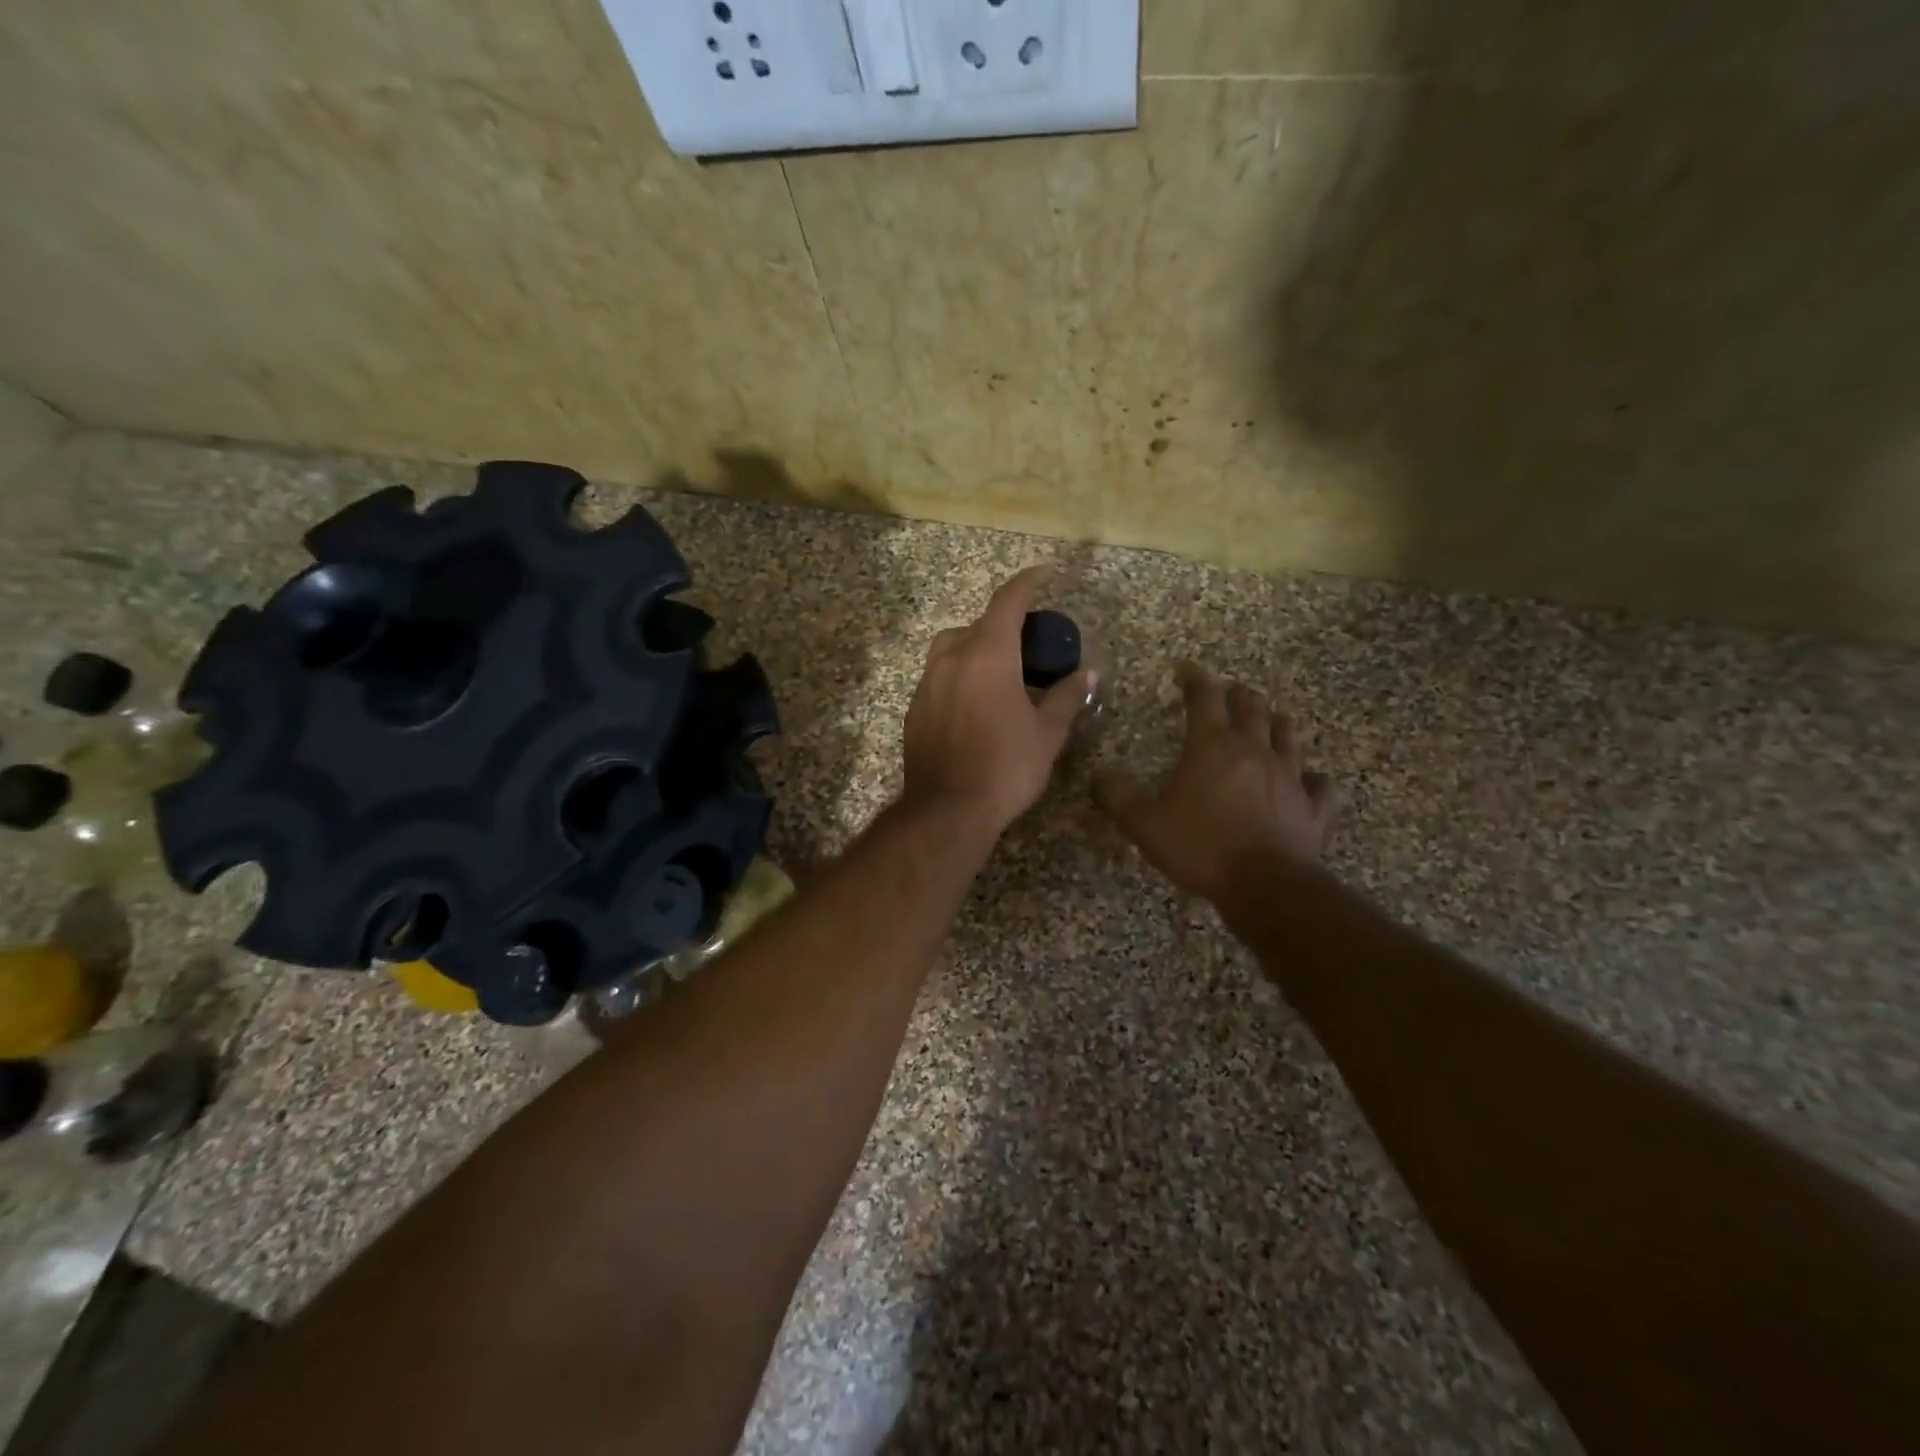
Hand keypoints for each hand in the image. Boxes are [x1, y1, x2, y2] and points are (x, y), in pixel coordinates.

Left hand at [901, 566, 1094, 835]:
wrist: (947, 810)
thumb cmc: (1005, 768)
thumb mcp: (1047, 734)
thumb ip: (1067, 696)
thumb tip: (1089, 672)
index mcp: (988, 654)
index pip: (1008, 601)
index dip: (1028, 582)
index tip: (1046, 574)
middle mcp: (952, 658)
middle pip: (979, 624)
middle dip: (1005, 625)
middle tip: (1030, 643)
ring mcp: (927, 682)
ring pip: (952, 647)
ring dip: (977, 647)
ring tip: (1000, 671)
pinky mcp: (914, 707)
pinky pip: (939, 675)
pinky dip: (960, 674)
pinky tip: (975, 702)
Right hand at [1098, 663, 1335, 906]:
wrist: (1266, 886)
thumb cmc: (1201, 846)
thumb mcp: (1144, 824)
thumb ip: (1118, 797)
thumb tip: (1099, 776)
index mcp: (1213, 745)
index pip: (1204, 696)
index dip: (1194, 678)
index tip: (1185, 669)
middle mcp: (1254, 750)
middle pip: (1251, 706)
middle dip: (1237, 694)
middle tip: (1226, 693)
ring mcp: (1290, 776)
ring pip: (1288, 735)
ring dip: (1275, 723)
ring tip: (1266, 723)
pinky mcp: (1313, 806)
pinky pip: (1319, 784)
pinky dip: (1312, 778)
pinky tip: (1308, 781)